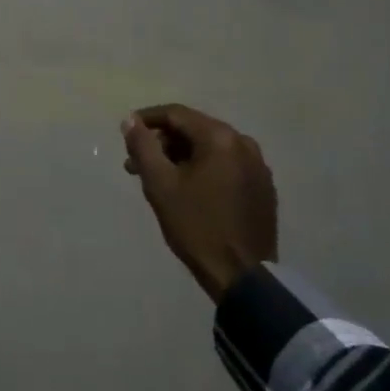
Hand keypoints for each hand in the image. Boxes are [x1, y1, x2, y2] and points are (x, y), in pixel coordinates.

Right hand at [121, 104, 275, 302]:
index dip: (147, 119)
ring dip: (181, 157)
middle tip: (136, 163)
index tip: (126, 132)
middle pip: (194, 130)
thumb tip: (130, 120)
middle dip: (163, 143)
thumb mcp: (160, 185)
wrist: (243, 276)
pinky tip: (188, 189)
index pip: (176, 114)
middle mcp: (243, 143)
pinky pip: (226, 165)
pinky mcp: (263, 187)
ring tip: (158, 179)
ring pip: (210, 148)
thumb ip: (143, 146)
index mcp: (220, 138)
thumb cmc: (197, 226)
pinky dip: (203, 169)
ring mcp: (257, 165)